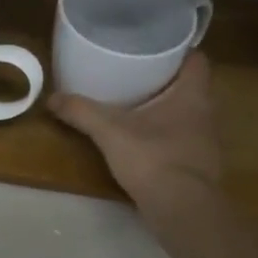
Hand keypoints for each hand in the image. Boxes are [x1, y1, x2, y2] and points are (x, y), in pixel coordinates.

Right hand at [49, 51, 222, 212]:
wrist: (183, 211)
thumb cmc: (154, 158)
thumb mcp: (110, 131)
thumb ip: (82, 112)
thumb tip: (51, 98)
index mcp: (193, 94)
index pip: (197, 59)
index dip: (179, 49)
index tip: (155, 46)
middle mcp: (206, 113)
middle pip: (190, 85)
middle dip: (166, 78)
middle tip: (136, 71)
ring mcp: (206, 142)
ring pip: (188, 114)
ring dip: (166, 108)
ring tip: (137, 102)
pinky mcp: (199, 165)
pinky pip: (183, 139)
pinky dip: (167, 135)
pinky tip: (144, 139)